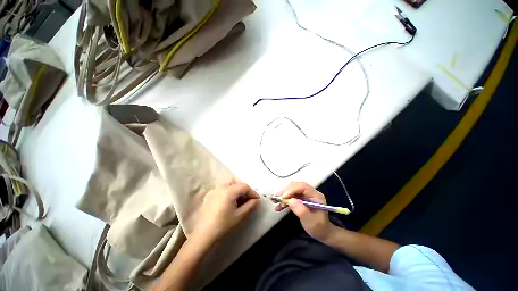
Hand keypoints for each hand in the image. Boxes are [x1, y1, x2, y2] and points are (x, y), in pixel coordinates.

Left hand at [193, 180, 258, 241]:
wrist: (204, 234)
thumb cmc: (223, 225)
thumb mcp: (239, 215)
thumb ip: (250, 205)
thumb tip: (256, 200)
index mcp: (229, 191)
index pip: (244, 186)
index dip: (252, 192)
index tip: (257, 199)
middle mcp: (221, 187)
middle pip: (237, 184)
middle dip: (244, 190)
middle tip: (248, 199)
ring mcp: (214, 190)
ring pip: (229, 184)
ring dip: (236, 189)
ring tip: (238, 199)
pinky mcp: (209, 194)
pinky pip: (222, 188)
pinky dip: (228, 191)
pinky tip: (228, 201)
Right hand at [275, 182, 334, 241]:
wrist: (322, 233)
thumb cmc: (319, 228)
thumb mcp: (311, 221)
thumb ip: (301, 210)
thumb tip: (290, 200)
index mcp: (316, 195)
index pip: (303, 187)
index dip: (292, 189)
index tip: (283, 196)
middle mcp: (310, 192)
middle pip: (296, 186)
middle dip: (286, 191)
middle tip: (277, 198)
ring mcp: (305, 195)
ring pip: (292, 190)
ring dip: (283, 195)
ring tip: (275, 201)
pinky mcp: (300, 199)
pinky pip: (291, 196)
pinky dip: (284, 200)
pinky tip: (279, 207)